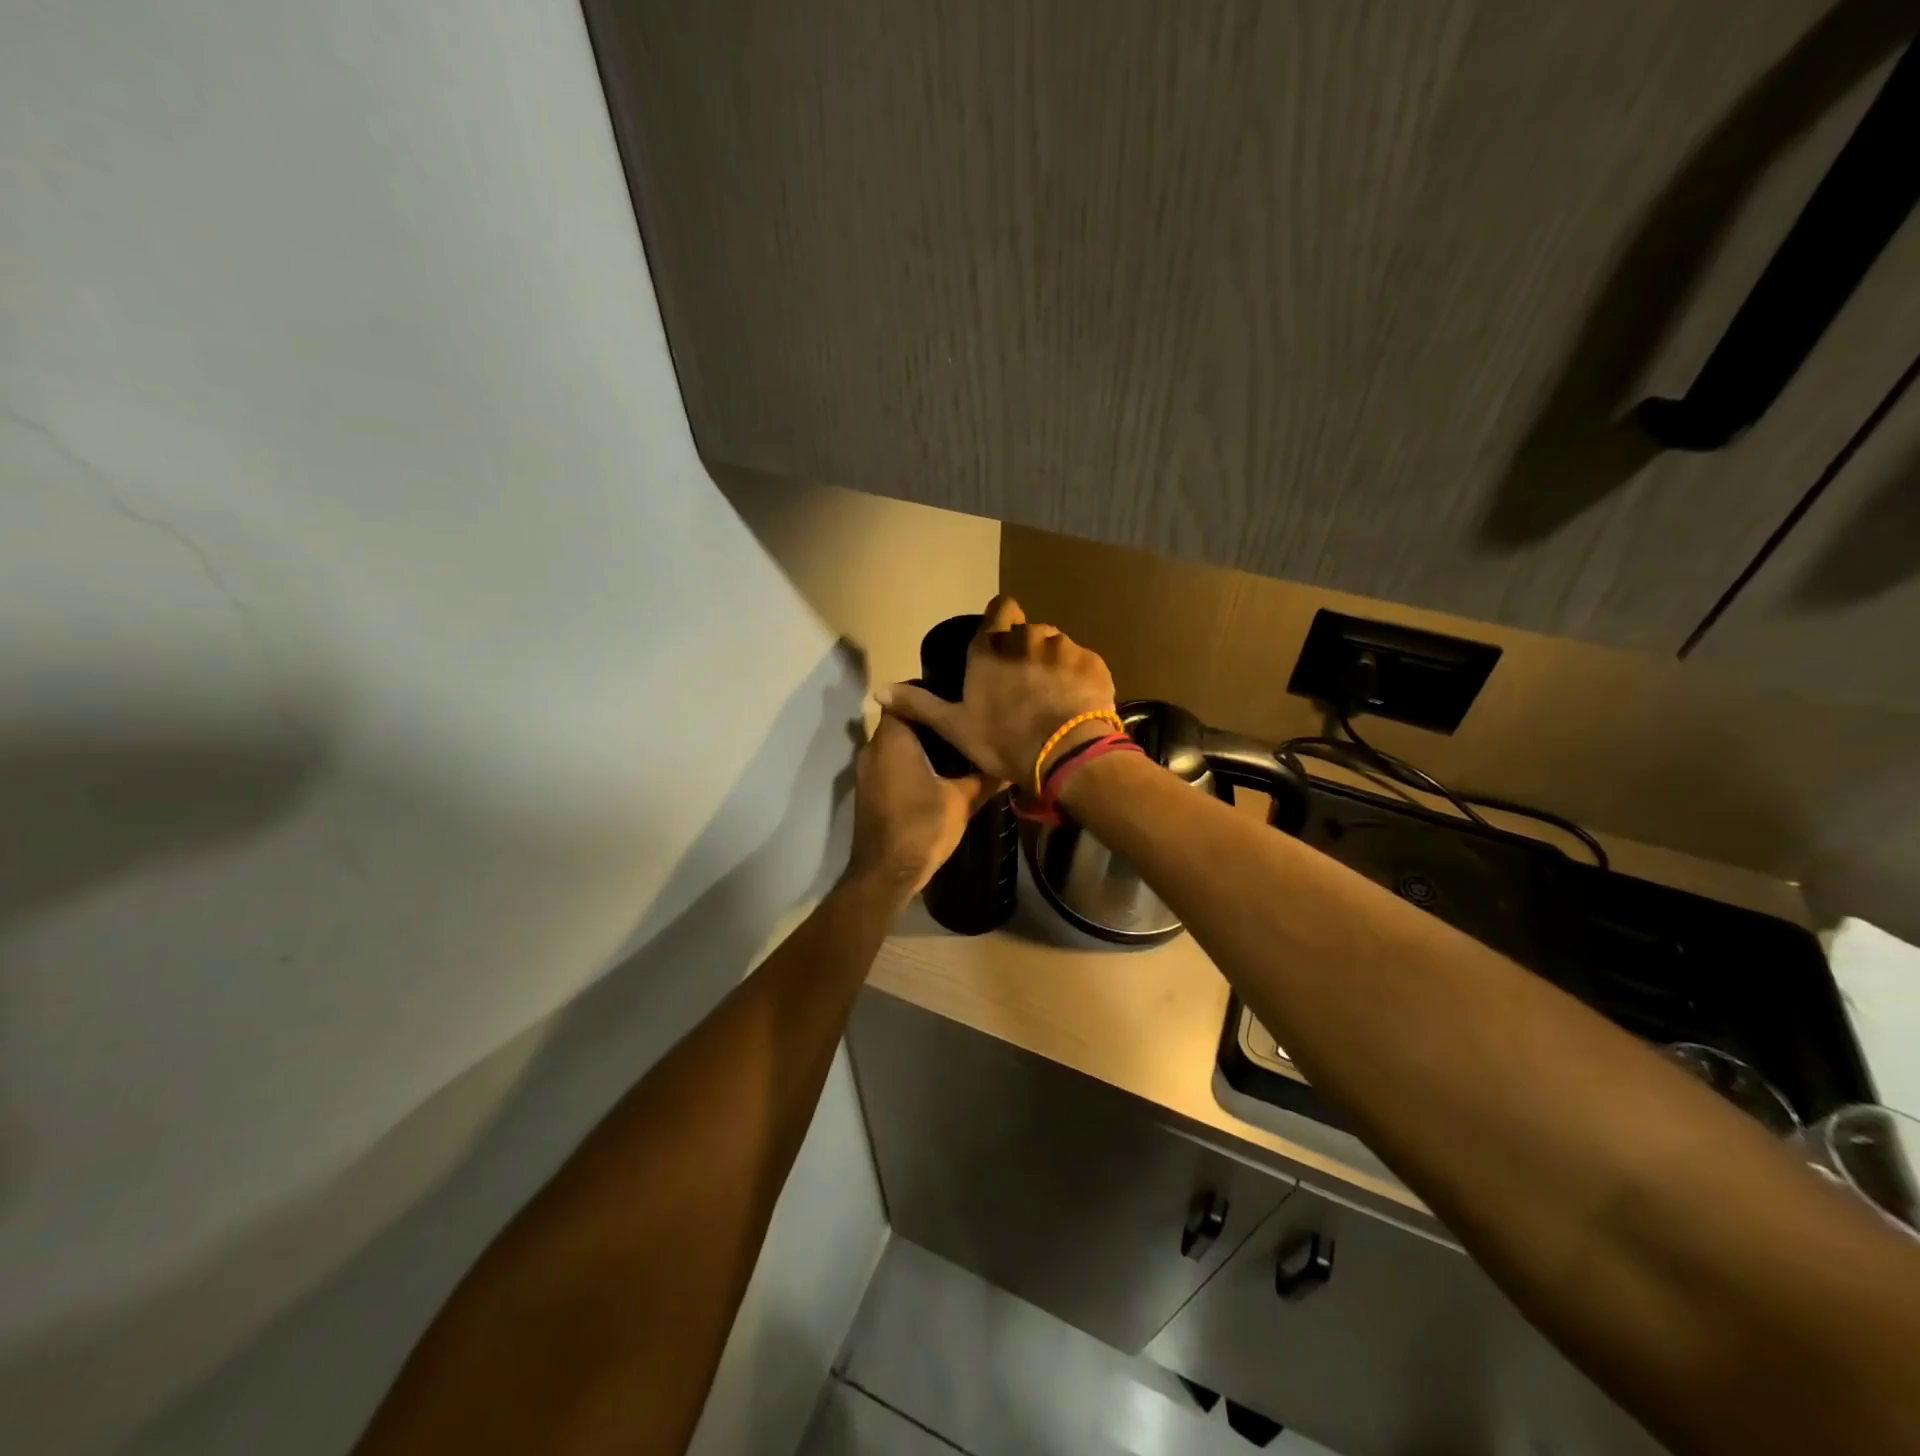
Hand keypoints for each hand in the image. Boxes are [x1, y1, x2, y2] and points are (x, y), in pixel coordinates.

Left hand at [844, 713, 993, 898]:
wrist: (886, 873)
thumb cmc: (922, 826)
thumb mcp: (961, 800)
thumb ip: (984, 776)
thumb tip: (1010, 763)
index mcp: (892, 740)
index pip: (904, 699)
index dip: (928, 694)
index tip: (955, 699)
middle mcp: (873, 748)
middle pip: (902, 722)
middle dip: (930, 723)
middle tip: (964, 724)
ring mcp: (867, 771)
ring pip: (895, 745)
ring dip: (920, 746)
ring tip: (956, 749)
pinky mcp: (868, 791)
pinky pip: (890, 764)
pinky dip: (910, 764)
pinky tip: (937, 775)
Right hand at [876, 595, 1116, 787]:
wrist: (1065, 755)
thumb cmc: (1003, 739)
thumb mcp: (954, 727)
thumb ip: (918, 704)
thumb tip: (877, 690)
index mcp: (992, 647)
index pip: (1001, 608)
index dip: (1000, 622)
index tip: (999, 645)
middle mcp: (1028, 637)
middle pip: (1028, 632)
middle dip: (1025, 652)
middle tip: (1023, 686)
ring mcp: (1065, 647)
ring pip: (1057, 647)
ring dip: (1052, 665)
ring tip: (1051, 699)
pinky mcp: (1094, 663)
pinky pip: (1083, 664)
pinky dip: (1078, 679)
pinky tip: (1074, 705)